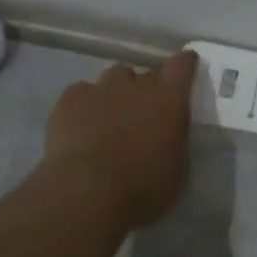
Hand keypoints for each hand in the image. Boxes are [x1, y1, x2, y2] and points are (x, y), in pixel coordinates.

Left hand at [44, 51, 198, 227]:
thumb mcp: (177, 169)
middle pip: (145, 74)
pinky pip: (82, 92)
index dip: (184, 64)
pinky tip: (81, 125)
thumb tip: (169, 134)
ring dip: (117, 92)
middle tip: (142, 114)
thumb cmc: (143, 188)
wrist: (87, 192)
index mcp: (169, 99)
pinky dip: (85, 104)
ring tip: (110, 117)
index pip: (182, 65)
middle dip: (146, 90)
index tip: (186, 67)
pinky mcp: (70, 98)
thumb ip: (175, 141)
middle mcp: (137, 84)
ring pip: (114, 78)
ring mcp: (101, 88)